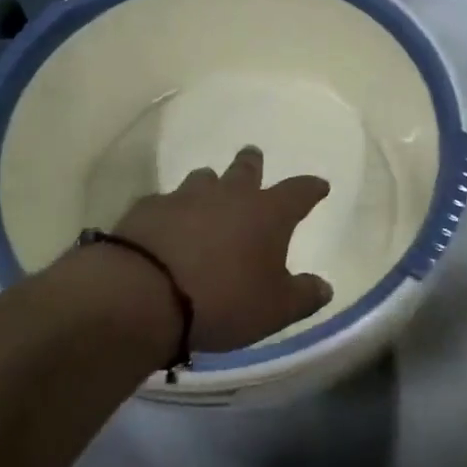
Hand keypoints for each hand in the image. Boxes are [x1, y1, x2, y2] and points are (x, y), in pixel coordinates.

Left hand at [110, 146, 333, 352]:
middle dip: (253, 163)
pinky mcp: (146, 209)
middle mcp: (229, 195)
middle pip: (245, 169)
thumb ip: (304, 296)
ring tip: (209, 187)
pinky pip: (165, 201)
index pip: (299, 191)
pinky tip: (168, 222)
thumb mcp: (275, 309)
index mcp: (268, 213)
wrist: (143, 295)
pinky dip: (172, 209)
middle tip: (253, 156)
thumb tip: (324, 286)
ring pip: (203, 178)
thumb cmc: (223, 300)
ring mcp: (184, 197)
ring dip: (210, 183)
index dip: (311, 188)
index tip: (320, 186)